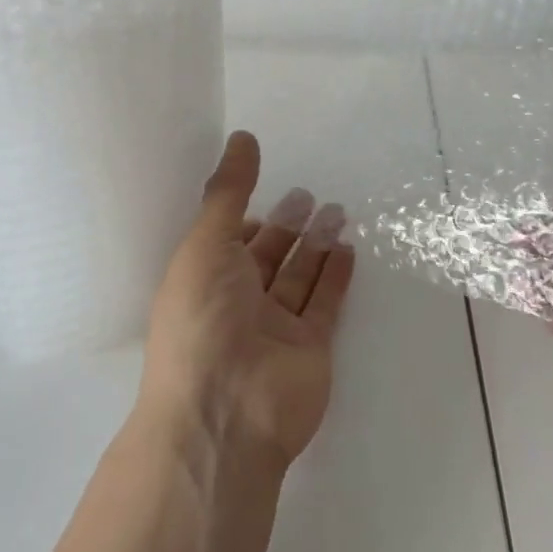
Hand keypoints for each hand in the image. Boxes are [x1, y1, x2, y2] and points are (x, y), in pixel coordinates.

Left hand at [138, 131, 356, 471]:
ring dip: (317, 244)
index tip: (268, 185)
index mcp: (205, 279)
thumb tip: (243, 136)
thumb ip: (229, 190)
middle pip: (268, 256)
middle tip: (309, 195)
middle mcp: (238, 302)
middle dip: (288, 225)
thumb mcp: (206, 243)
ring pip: (299, 277)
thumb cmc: (202, 319)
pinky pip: (325, 304)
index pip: (229, 240)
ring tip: (338, 211)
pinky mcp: (310, 348)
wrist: (225, 414)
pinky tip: (349, 248)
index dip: (248, 216)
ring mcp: (275, 328)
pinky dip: (336, 277)